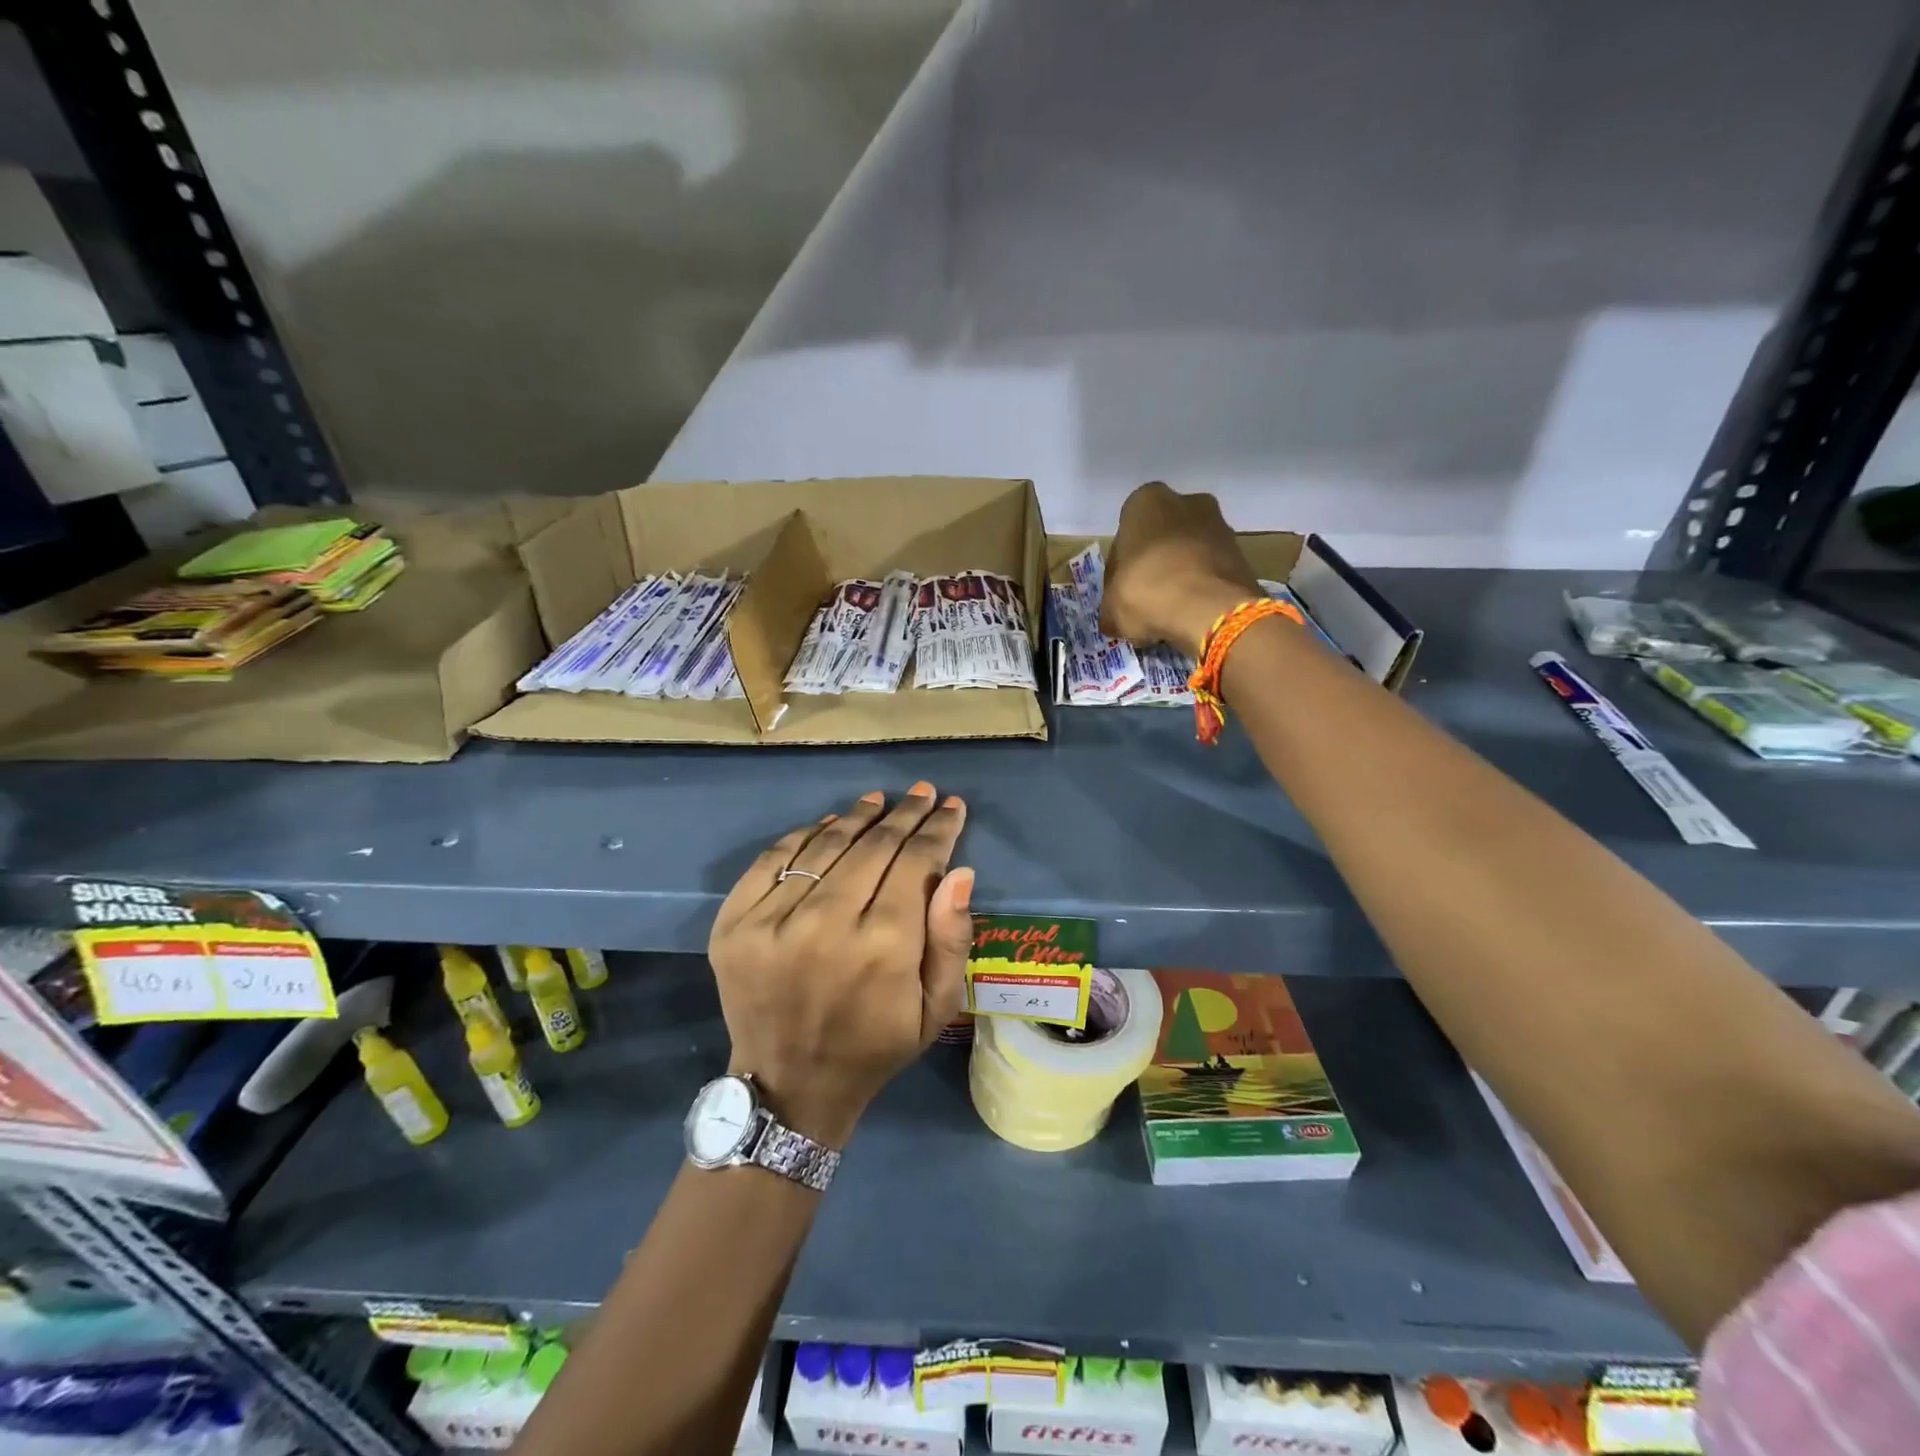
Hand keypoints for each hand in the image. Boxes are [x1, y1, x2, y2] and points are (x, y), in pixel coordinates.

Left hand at [707, 783, 974, 1149]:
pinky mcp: (734, 922)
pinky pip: (774, 858)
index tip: (951, 805)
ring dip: (858, 816)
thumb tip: (959, 871)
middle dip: (905, 815)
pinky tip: (831, 823)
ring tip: (879, 800)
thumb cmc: (876, 1046)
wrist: (790, 1084)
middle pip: (873, 846)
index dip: (937, 828)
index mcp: (883, 948)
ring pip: (825, 844)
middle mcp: (826, 925)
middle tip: (922, 792)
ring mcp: (772, 921)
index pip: (915, 863)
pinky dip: (806, 834)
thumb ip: (952, 939)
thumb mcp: (936, 1008)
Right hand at [1102, 481, 1261, 656]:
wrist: (1210, 609)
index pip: (1124, 535)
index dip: (1120, 569)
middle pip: (1161, 537)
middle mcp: (1186, 501)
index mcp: (1145, 501)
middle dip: (1155, 563)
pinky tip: (1192, 612)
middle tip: (1145, 598)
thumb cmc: (1147, 592)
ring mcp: (1220, 524)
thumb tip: (1114, 619)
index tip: (1120, 593)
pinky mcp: (1242, 552)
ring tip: (1170, 610)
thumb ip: (1111, 607)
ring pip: (1189, 551)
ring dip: (1180, 574)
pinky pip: (1212, 568)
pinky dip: (1202, 586)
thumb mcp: (1111, 607)